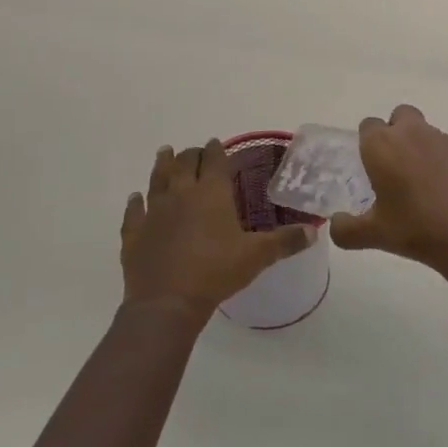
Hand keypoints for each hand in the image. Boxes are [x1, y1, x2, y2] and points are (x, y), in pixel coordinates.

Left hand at [121, 140, 316, 320]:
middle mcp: (181, 195)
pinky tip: (135, 198)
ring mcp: (154, 212)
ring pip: (157, 179)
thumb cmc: (216, 272)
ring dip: (162, 164)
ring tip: (165, 152)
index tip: (216, 143)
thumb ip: (285, 242)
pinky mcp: (134, 234)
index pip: (213, 161)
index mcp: (210, 194)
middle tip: (196, 152)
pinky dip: (135, 203)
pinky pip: (134, 212)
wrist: (166, 302)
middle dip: (191, 155)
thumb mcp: (257, 257)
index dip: (216, 150)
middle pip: (184, 164)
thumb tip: (313, 231)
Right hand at [328, 106, 447, 274]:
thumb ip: (346, 230)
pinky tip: (443, 192)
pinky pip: (446, 149)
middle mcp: (411, 133)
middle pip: (399, 116)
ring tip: (419, 185)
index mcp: (383, 145)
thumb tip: (334, 225)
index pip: (368, 126)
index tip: (369, 167)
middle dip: (395, 133)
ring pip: (424, 131)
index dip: (367, 143)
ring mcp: (443, 140)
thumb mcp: (374, 235)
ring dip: (418, 147)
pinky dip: (441, 162)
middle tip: (393, 167)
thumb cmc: (416, 228)